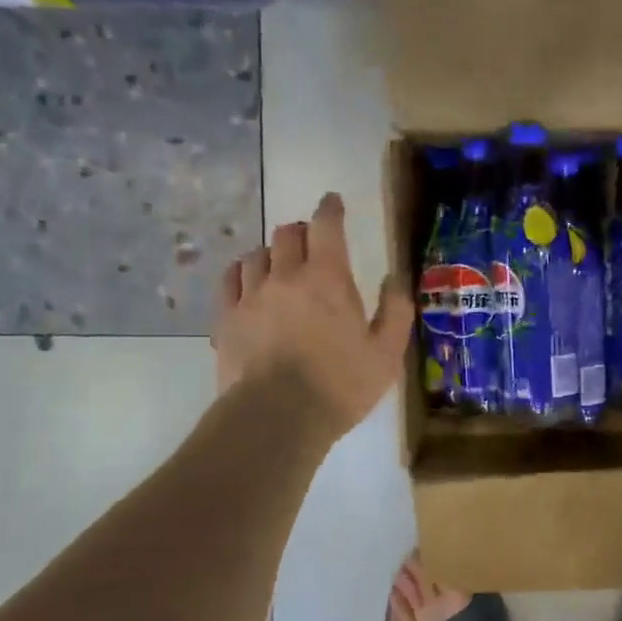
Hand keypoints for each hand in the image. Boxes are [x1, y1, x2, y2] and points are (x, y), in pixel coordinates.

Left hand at [215, 193, 412, 436]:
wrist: (277, 418)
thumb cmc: (340, 386)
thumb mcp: (386, 354)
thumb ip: (395, 311)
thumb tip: (394, 278)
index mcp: (327, 279)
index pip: (326, 226)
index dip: (330, 209)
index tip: (333, 202)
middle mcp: (285, 276)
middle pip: (287, 234)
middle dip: (302, 232)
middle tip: (313, 244)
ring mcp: (250, 296)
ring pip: (257, 255)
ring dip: (272, 253)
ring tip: (281, 266)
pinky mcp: (227, 319)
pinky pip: (231, 280)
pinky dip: (242, 272)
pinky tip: (248, 281)